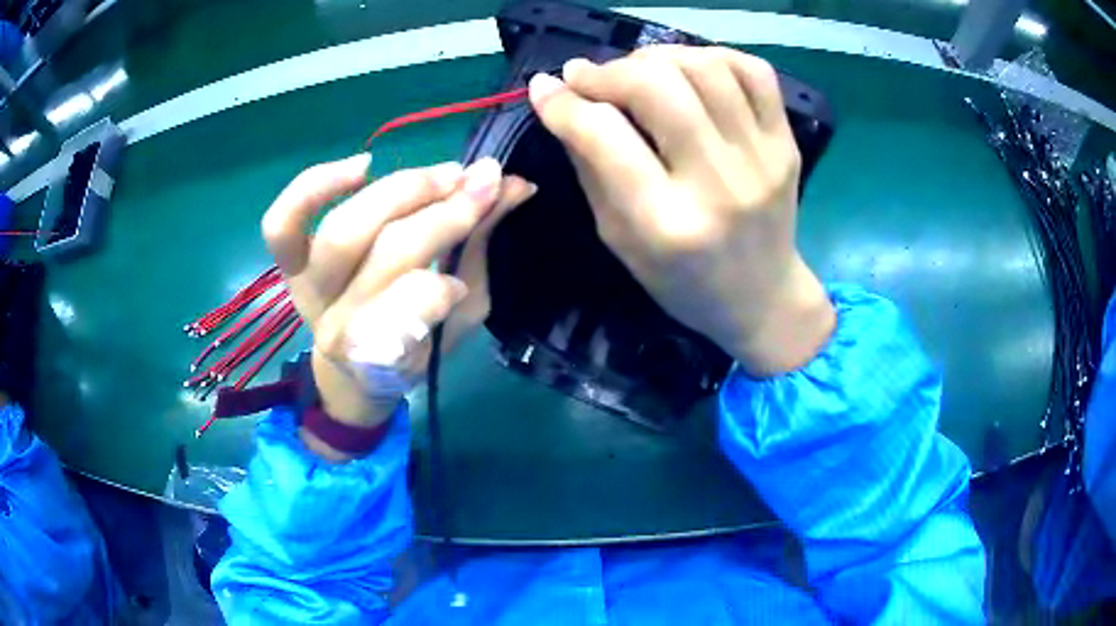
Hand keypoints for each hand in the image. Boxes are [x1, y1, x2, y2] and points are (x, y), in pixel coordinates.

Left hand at [262, 155, 534, 458]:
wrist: (349, 373)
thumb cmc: (411, 349)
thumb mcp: (457, 316)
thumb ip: (477, 250)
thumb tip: (513, 185)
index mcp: (386, 353)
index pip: (421, 300)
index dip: (461, 247)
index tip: (496, 208)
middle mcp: (337, 323)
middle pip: (388, 253)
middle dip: (441, 211)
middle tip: (479, 181)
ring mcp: (306, 289)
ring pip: (344, 231)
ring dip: (398, 192)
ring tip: (441, 173)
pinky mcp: (288, 265)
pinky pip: (283, 223)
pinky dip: (316, 187)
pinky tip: (362, 166)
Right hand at [529, 46, 834, 375]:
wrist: (761, 298)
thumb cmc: (681, 282)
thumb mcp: (618, 239)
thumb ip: (590, 166)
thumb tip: (561, 100)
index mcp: (666, 223)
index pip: (603, 134)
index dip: (563, 102)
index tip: (544, 88)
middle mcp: (718, 184)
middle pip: (657, 86)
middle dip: (608, 71)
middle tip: (589, 78)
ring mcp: (762, 158)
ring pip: (704, 67)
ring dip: (657, 57)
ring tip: (639, 71)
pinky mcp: (786, 144)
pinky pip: (755, 71)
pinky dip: (713, 56)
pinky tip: (690, 70)